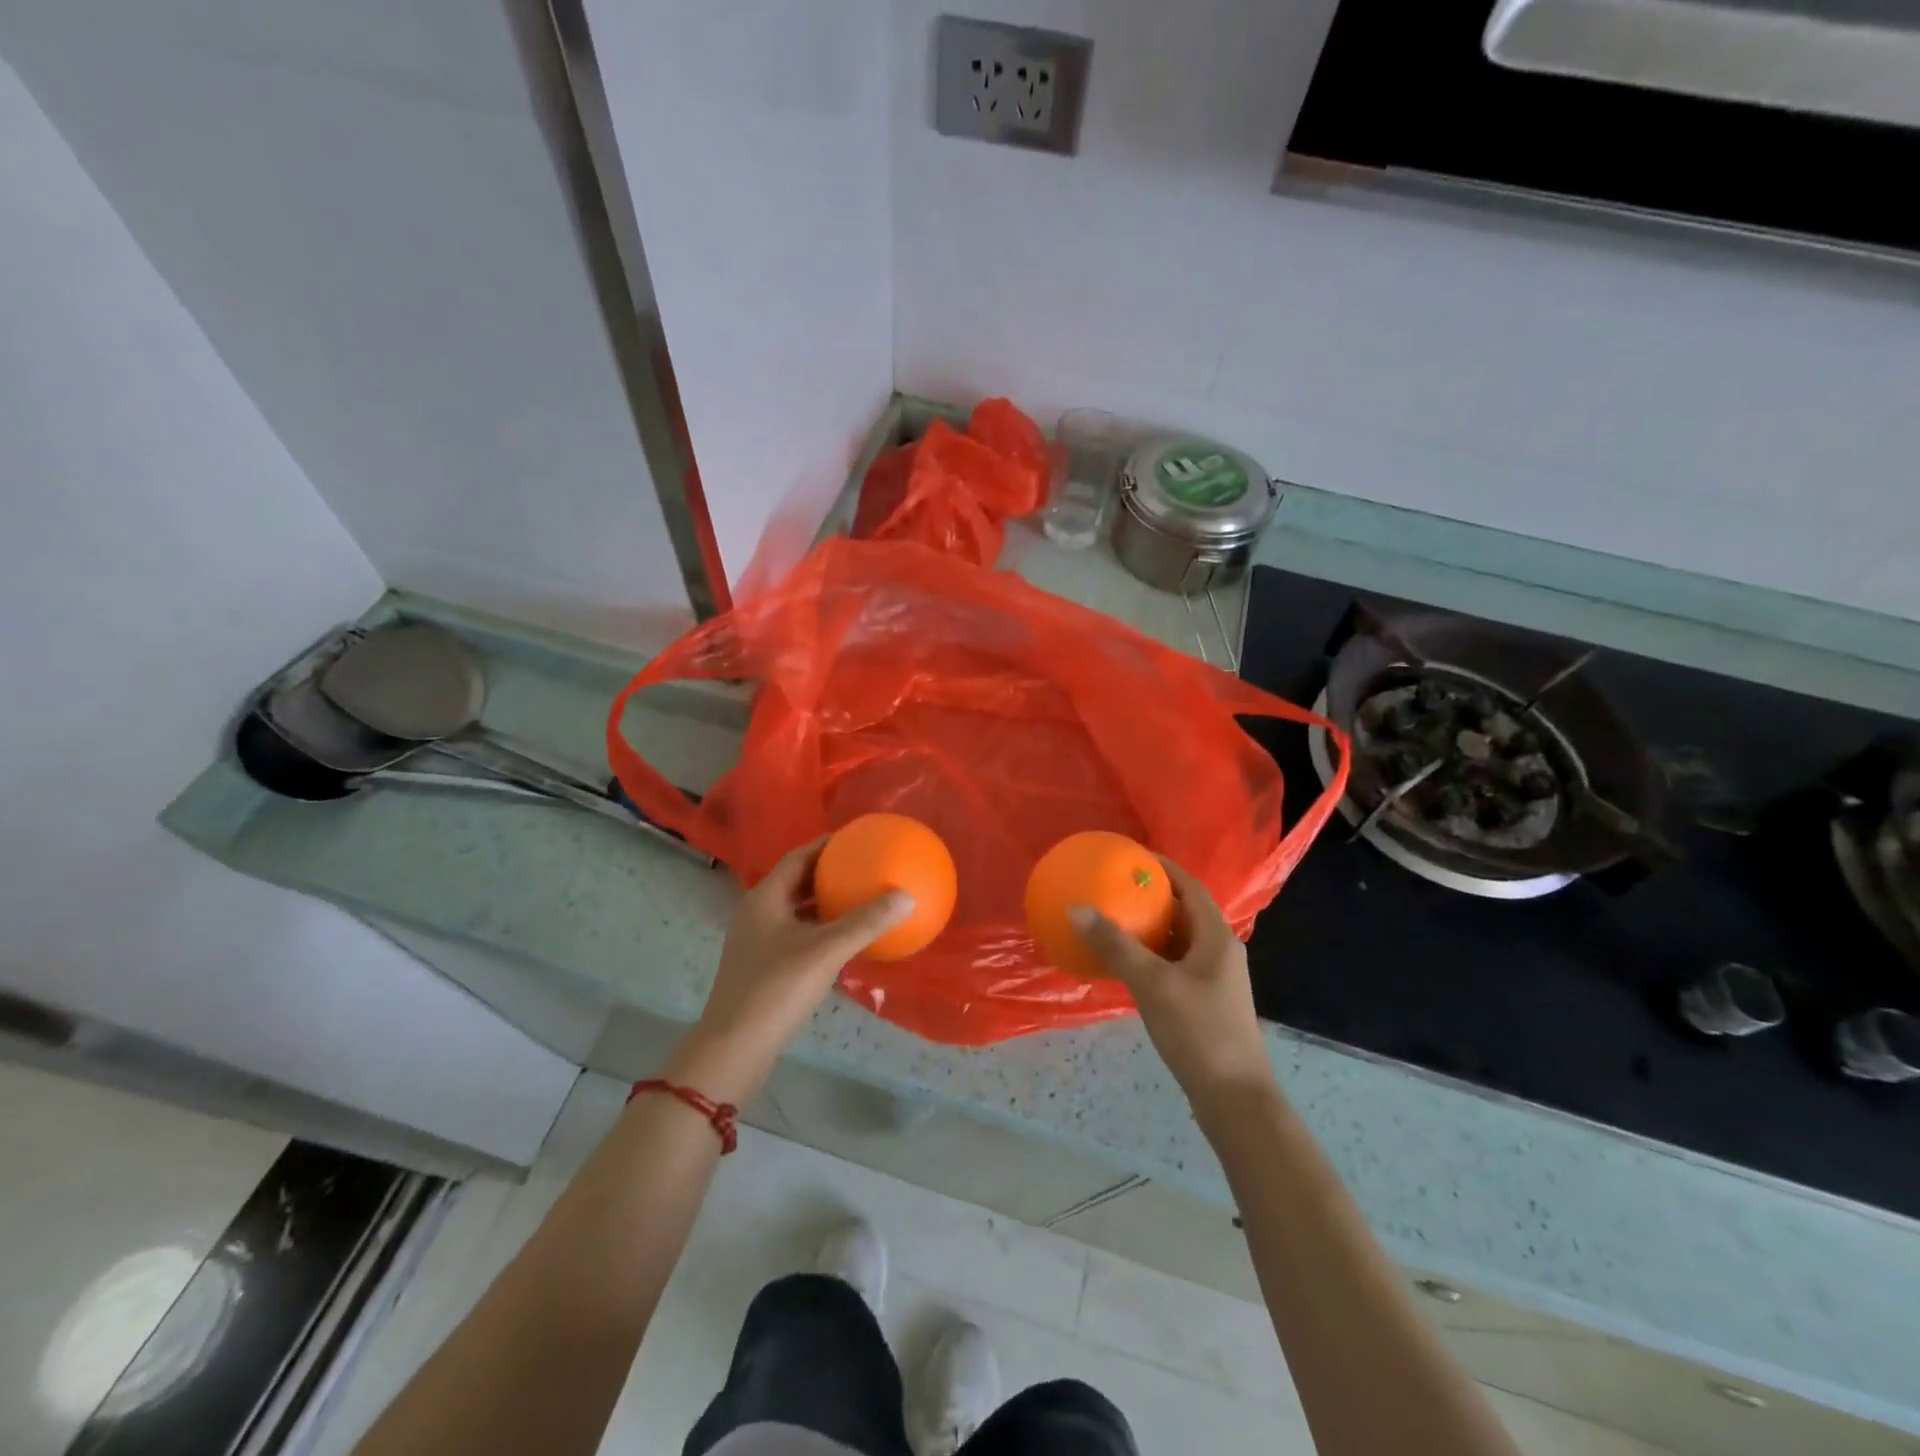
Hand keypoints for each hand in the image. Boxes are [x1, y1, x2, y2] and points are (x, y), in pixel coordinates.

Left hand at [670, 837, 912, 1103]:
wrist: (734, 1049)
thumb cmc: (776, 989)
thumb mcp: (826, 951)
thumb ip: (866, 922)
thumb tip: (907, 896)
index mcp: (765, 898)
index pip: (798, 857)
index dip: (826, 845)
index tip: (857, 838)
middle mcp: (758, 914)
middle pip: (797, 882)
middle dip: (829, 873)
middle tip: (865, 866)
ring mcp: (758, 943)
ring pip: (797, 911)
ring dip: (826, 903)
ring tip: (861, 897)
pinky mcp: (763, 968)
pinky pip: (798, 936)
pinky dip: (822, 930)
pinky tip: (847, 941)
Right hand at [1071, 858, 1278, 1119]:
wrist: (1234, 1098)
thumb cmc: (1199, 1031)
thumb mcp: (1153, 983)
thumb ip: (1116, 945)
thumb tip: (1077, 909)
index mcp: (1216, 936)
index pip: (1189, 886)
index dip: (1162, 867)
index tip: (1128, 856)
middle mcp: (1218, 950)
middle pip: (1183, 910)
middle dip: (1150, 896)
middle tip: (1112, 887)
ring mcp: (1213, 978)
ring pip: (1177, 939)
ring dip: (1148, 927)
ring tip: (1112, 919)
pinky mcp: (1203, 1001)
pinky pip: (1173, 963)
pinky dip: (1150, 955)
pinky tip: (1123, 964)